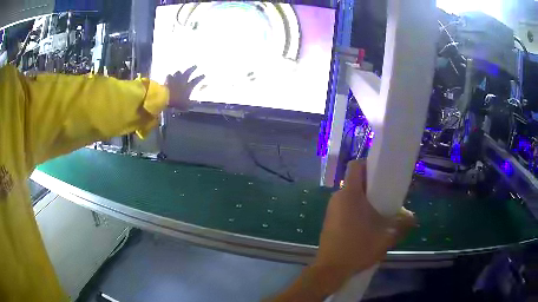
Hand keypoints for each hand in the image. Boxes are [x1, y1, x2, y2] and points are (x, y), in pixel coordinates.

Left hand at [165, 66, 204, 110]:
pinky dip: (170, 76)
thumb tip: (197, 101)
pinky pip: (169, 76)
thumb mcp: (186, 105)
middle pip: (188, 73)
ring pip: (178, 73)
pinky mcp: (167, 81)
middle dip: (192, 69)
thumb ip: (192, 103)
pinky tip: (169, 76)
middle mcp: (182, 81)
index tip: (203, 75)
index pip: (196, 80)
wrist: (165, 99)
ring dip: (180, 72)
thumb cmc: (176, 103)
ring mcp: (174, 80)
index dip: (200, 77)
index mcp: (188, 87)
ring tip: (180, 71)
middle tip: (195, 66)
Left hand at [270, 160, 415, 301]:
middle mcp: (338, 198)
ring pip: (350, 197)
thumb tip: (413, 218)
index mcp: (350, 194)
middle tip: (385, 196)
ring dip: (364, 201)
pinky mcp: (329, 221)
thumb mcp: (386, 237)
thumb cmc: (358, 248)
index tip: (381, 173)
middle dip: (370, 186)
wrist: (330, 269)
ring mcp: (331, 210)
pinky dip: (355, 211)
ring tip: (378, 213)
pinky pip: (344, 208)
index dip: (368, 164)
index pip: (355, 166)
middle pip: (354, 182)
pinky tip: (365, 226)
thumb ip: (402, 224)